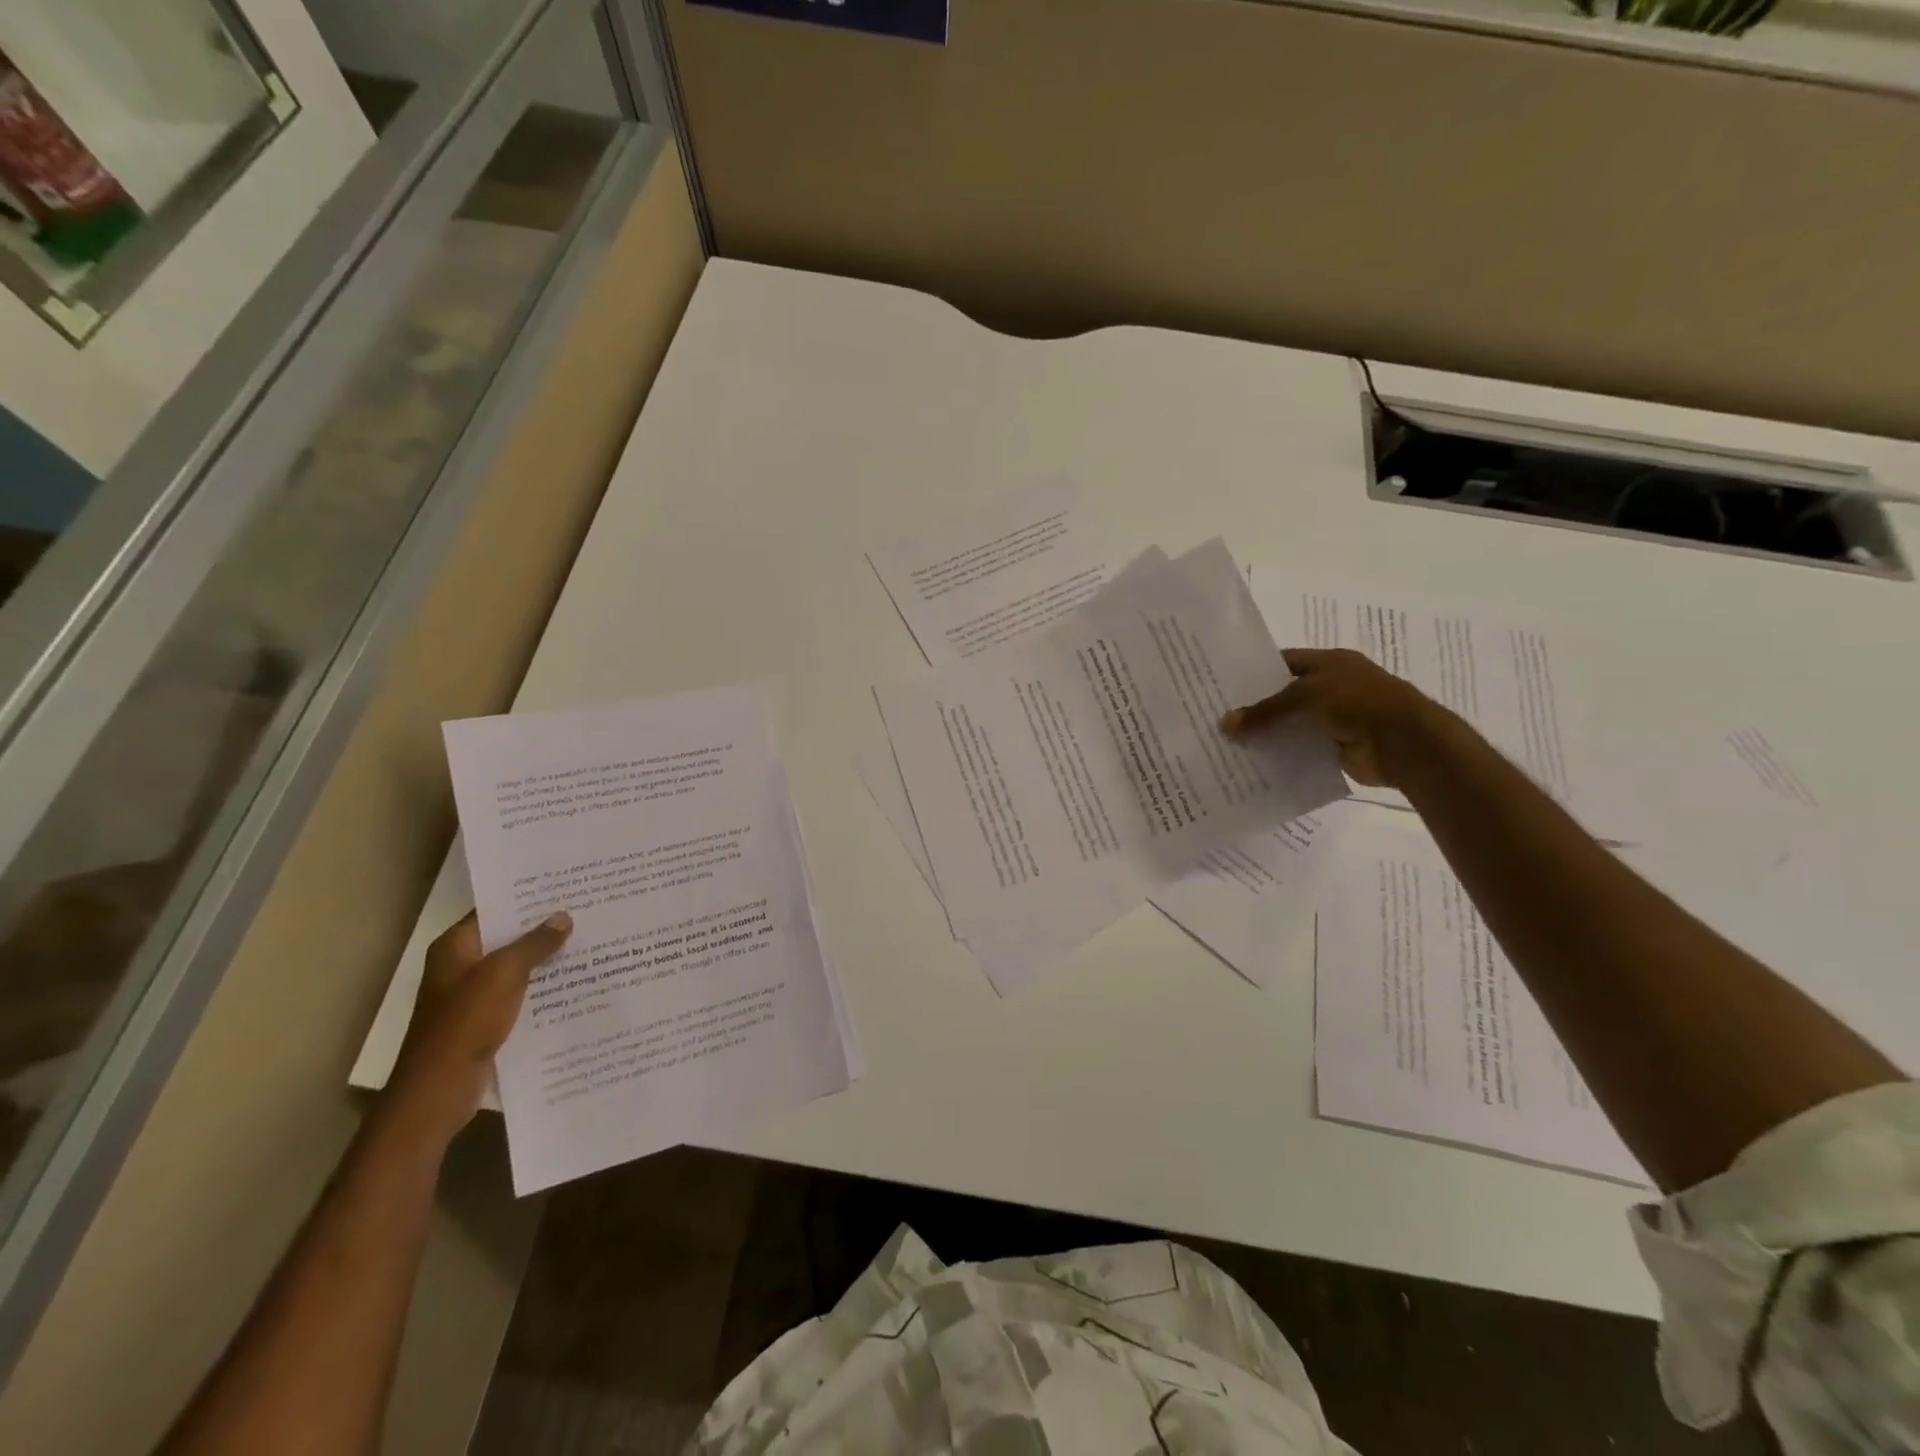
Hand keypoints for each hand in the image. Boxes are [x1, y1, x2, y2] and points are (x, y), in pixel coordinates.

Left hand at [384, 911, 571, 1145]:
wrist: (440, 1087)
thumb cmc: (466, 1021)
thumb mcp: (505, 973)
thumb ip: (535, 943)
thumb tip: (563, 917)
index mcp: (454, 946)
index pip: (494, 910)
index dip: (527, 898)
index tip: (565, 887)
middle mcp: (460, 966)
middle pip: (506, 938)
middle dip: (543, 928)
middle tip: (586, 912)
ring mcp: (471, 995)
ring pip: (515, 968)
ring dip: (545, 960)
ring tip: (589, 943)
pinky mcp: (484, 1020)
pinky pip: (518, 994)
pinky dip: (540, 988)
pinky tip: (574, 983)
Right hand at [1221, 647, 1444, 788]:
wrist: (1403, 742)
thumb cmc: (1356, 702)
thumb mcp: (1304, 696)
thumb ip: (1264, 711)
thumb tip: (1224, 724)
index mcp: (1330, 663)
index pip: (1284, 662)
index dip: (1256, 672)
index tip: (1225, 686)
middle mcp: (1333, 687)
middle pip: (1286, 695)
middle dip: (1257, 707)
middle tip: (1220, 718)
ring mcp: (1336, 718)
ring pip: (1293, 724)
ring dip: (1269, 734)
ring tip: (1230, 743)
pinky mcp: (1337, 747)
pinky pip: (1302, 749)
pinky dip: (1284, 755)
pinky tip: (1255, 762)